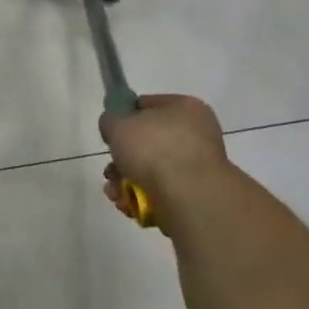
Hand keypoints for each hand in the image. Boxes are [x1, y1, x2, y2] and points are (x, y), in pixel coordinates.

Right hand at [100, 94, 229, 220]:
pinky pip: (162, 191)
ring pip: (151, 169)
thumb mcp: (117, 124)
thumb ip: (110, 120)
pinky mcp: (196, 193)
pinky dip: (142, 197)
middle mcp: (197, 133)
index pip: (147, 105)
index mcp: (185, 107)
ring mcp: (198, 166)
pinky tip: (127, 203)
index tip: (110, 133)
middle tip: (110, 169)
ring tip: (114, 191)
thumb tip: (114, 126)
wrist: (188, 196)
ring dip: (127, 180)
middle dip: (123, 158)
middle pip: (148, 142)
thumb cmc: (153, 149)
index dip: (124, 117)